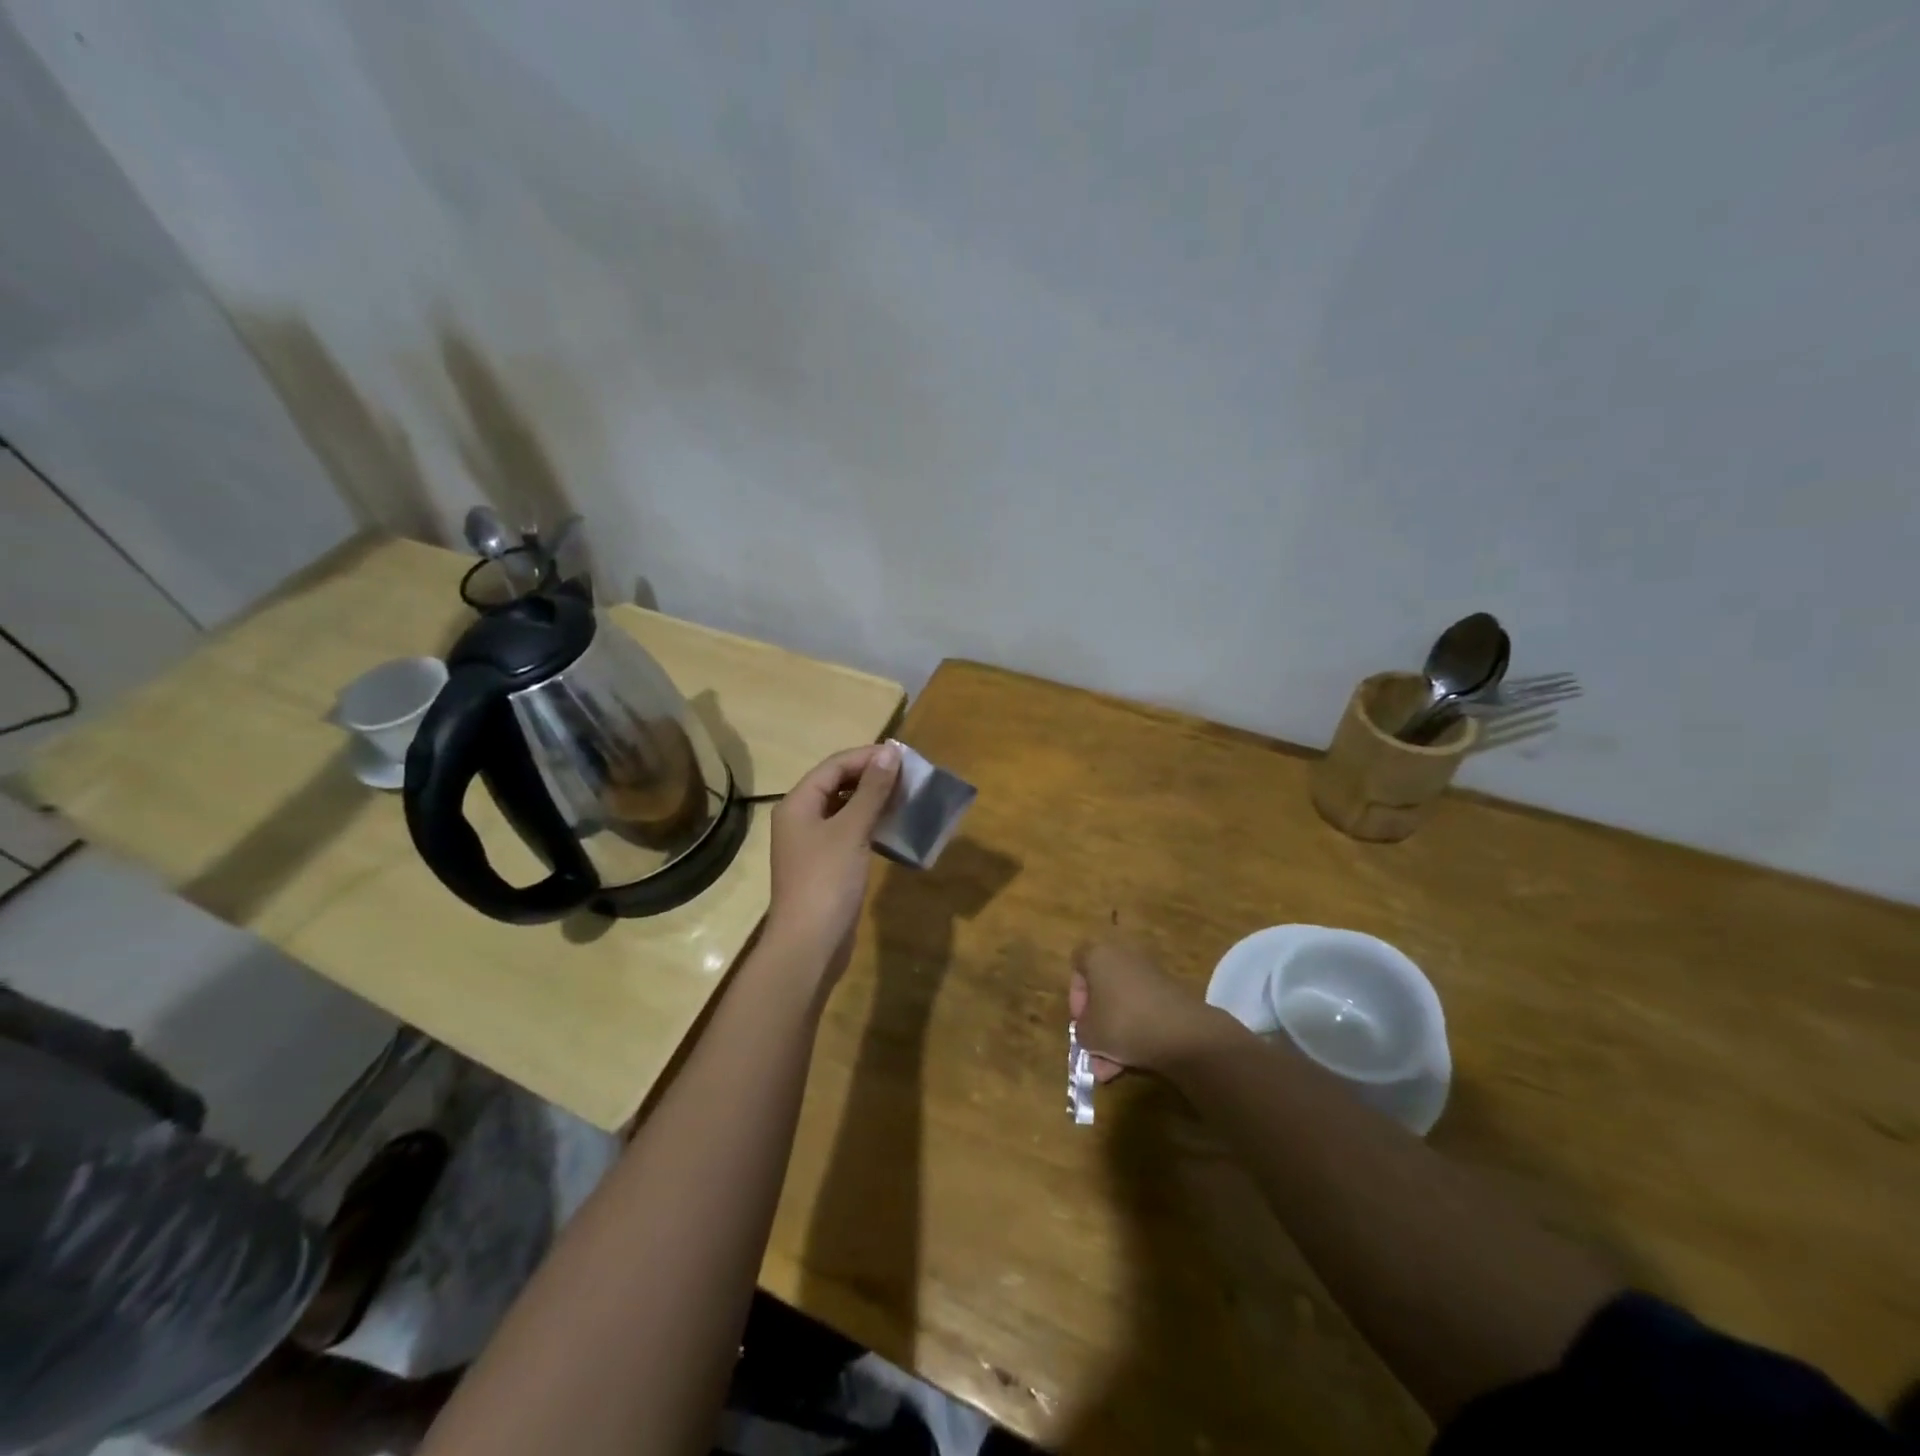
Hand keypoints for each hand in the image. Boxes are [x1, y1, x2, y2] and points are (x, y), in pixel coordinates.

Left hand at [764, 743, 901, 984]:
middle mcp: (800, 818)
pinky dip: (870, 825)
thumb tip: (890, 752)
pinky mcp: (825, 865)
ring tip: (906, 797)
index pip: (834, 766)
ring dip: (873, 801)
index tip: (903, 757)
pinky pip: (849, 833)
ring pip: (845, 810)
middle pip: (837, 785)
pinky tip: (893, 827)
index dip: (867, 757)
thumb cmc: (827, 881)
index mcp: (798, 804)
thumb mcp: (851, 830)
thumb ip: (871, 790)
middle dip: (871, 777)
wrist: (809, 944)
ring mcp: (812, 844)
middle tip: (908, 777)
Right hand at [1069, 941, 1237, 1082]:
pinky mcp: (1170, 993)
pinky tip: (1133, 1062)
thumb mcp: (1088, 1034)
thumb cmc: (1123, 1023)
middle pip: (1102, 989)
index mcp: (1099, 954)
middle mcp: (1124, 956)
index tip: (1081, 1021)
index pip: (1077, 964)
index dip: (1076, 995)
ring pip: (1122, 1004)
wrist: (1182, 1033)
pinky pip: (1143, 1010)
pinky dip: (1136, 1032)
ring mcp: (1150, 974)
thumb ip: (1081, 1031)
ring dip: (1115, 1035)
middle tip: (1095, 1051)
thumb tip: (1090, 1032)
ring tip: (1111, 1070)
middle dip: (1097, 1023)